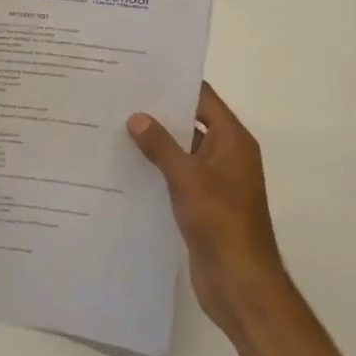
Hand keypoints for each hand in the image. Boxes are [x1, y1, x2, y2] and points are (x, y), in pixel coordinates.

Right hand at [128, 84, 285, 326]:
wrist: (240, 282)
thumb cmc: (220, 222)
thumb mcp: (188, 178)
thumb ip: (161, 146)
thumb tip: (137, 117)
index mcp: (233, 140)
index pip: (204, 99)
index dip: (176, 84)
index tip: (142, 73)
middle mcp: (227, 155)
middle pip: (192, 122)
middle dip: (159, 112)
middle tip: (120, 97)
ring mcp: (215, 180)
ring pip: (182, 151)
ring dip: (156, 142)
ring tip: (115, 126)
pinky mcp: (203, 203)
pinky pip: (178, 176)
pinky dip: (157, 169)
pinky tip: (126, 165)